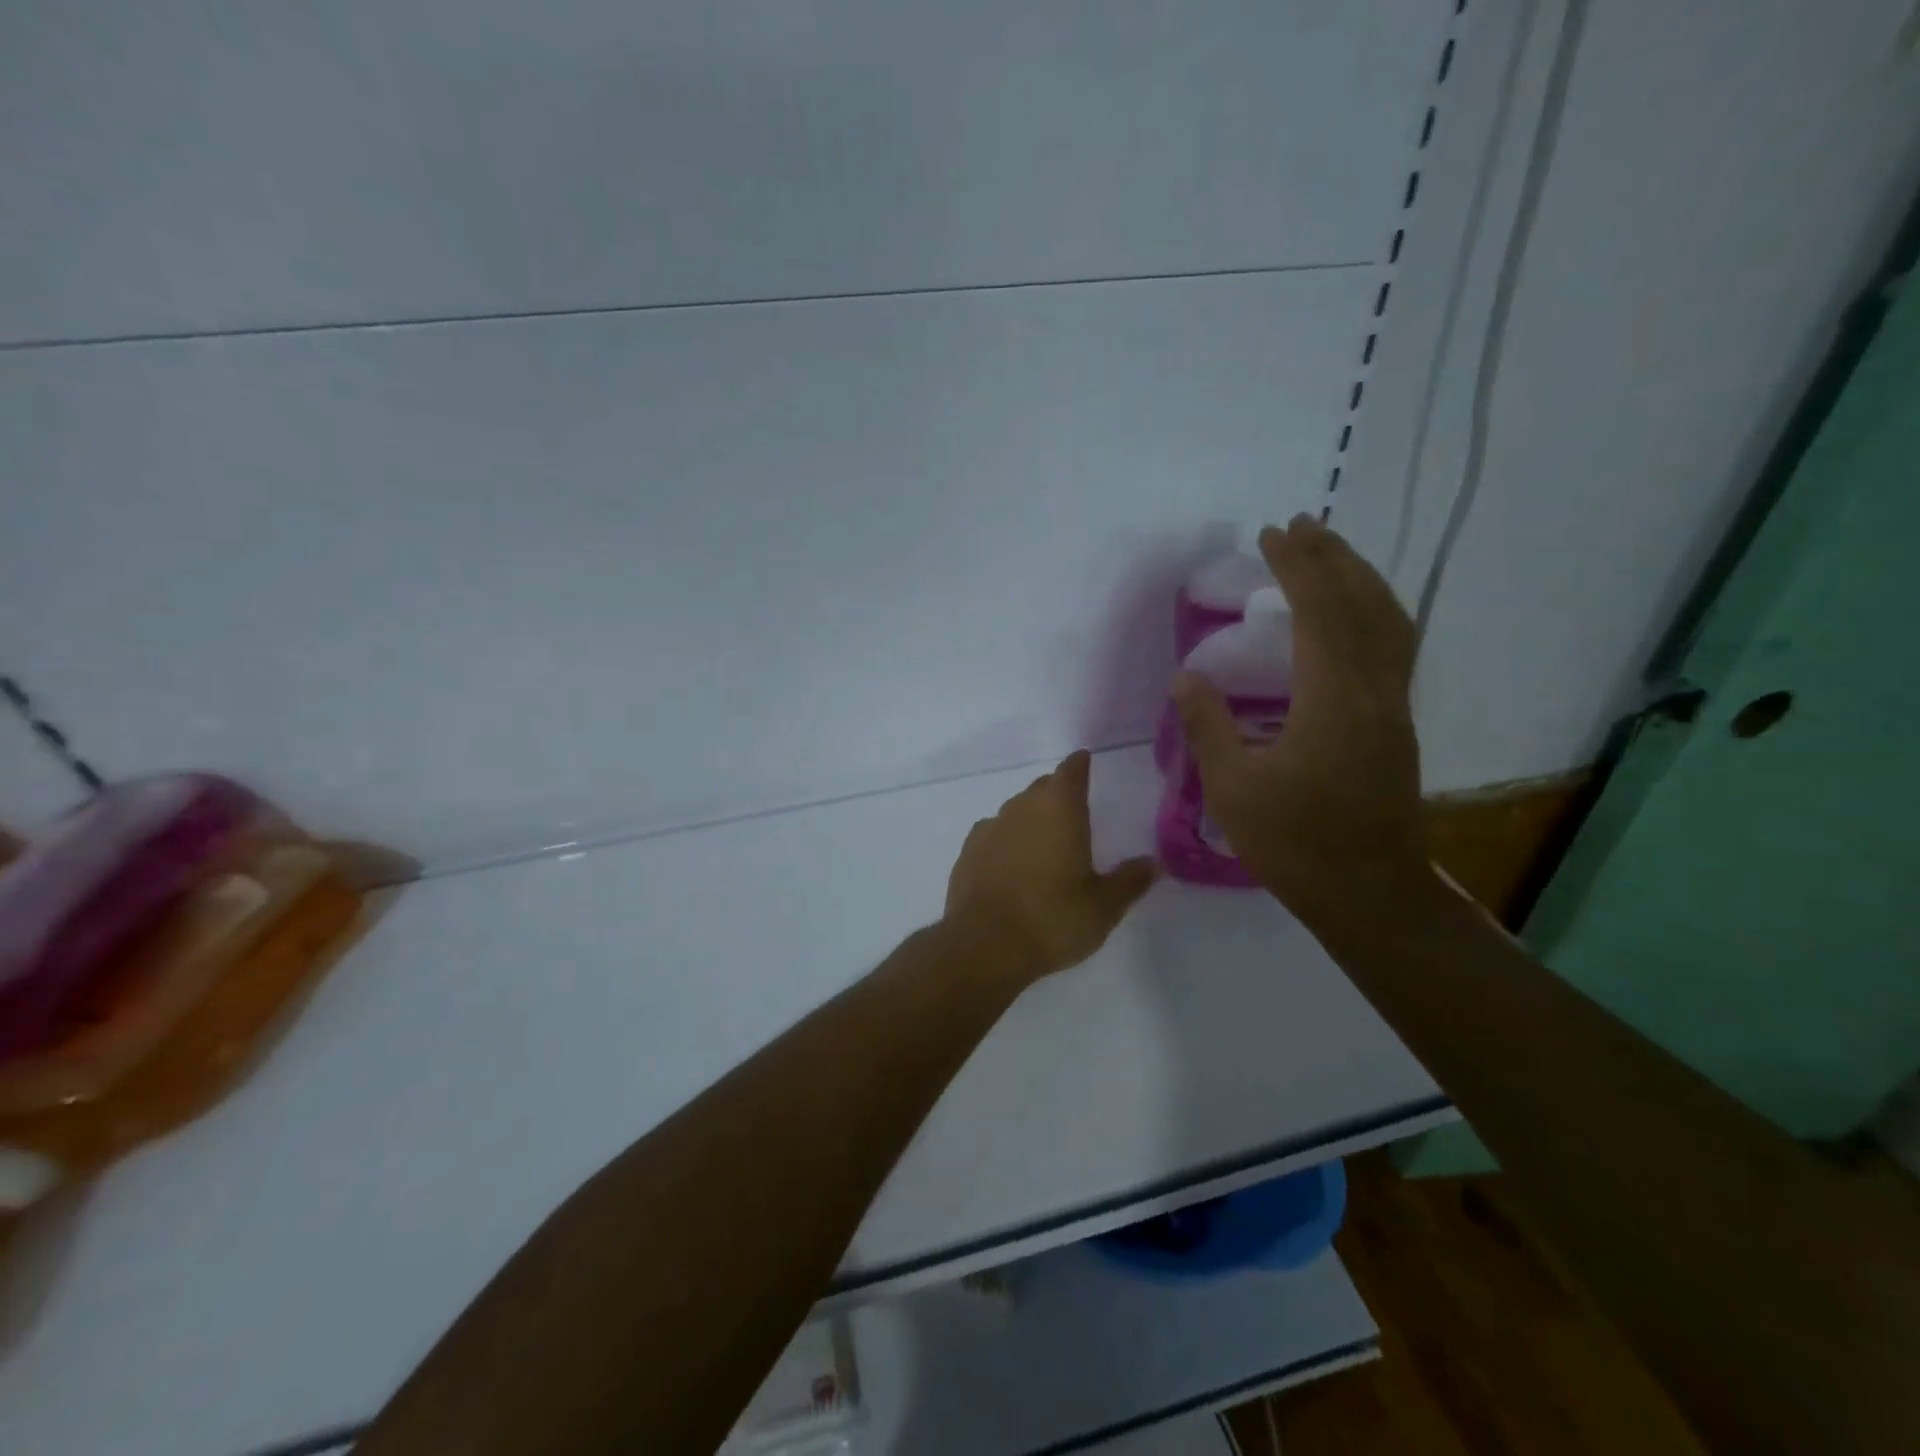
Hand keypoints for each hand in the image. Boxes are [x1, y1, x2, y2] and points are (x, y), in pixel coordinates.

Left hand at [945, 750, 1158, 983]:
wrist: (984, 945)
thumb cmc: (1052, 919)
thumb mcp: (1104, 906)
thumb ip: (1130, 881)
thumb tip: (1153, 863)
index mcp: (1059, 809)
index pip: (1070, 772)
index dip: (1079, 765)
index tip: (1084, 761)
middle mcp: (1022, 808)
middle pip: (1042, 788)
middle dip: (1057, 793)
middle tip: (1073, 811)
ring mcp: (990, 828)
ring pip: (1015, 810)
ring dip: (1031, 818)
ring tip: (1044, 841)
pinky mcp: (967, 852)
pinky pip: (993, 834)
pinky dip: (1005, 840)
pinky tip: (1010, 862)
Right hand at [1172, 516, 1429, 928]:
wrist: (1369, 894)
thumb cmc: (1295, 844)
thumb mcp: (1233, 789)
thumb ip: (1208, 727)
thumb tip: (1185, 678)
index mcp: (1332, 701)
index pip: (1320, 613)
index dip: (1298, 567)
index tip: (1273, 535)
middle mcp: (1374, 691)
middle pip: (1363, 605)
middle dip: (1332, 558)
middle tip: (1302, 525)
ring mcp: (1394, 708)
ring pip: (1389, 623)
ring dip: (1360, 579)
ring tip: (1330, 554)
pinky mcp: (1398, 725)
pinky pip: (1394, 647)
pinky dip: (1374, 612)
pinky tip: (1354, 615)